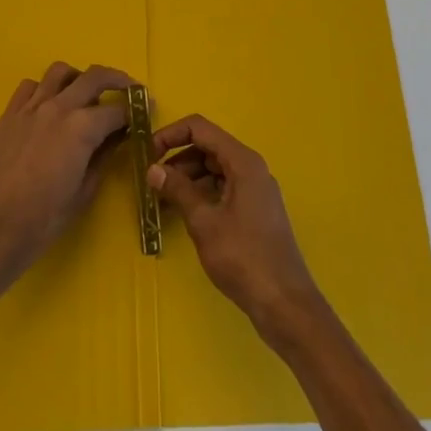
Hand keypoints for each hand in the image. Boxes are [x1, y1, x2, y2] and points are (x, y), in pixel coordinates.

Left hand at [0, 62, 129, 278]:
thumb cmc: (43, 219)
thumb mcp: (84, 191)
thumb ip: (103, 157)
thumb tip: (118, 137)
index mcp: (82, 128)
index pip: (117, 109)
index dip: (135, 110)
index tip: (144, 111)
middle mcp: (58, 107)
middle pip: (94, 77)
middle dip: (118, 80)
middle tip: (129, 89)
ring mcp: (30, 107)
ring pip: (60, 72)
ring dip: (79, 78)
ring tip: (85, 94)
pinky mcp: (9, 114)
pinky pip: (30, 86)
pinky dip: (45, 89)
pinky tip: (49, 106)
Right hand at [148, 115, 323, 342]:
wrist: (283, 302)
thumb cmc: (243, 257)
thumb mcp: (204, 222)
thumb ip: (178, 190)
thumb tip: (153, 169)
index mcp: (243, 161)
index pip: (201, 128)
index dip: (171, 135)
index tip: (147, 153)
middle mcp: (251, 168)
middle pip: (208, 147)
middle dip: (177, 158)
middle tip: (152, 179)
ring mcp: (255, 189)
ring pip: (215, 169)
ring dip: (188, 177)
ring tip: (163, 197)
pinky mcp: (255, 210)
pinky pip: (223, 188)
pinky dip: (202, 192)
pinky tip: (184, 211)